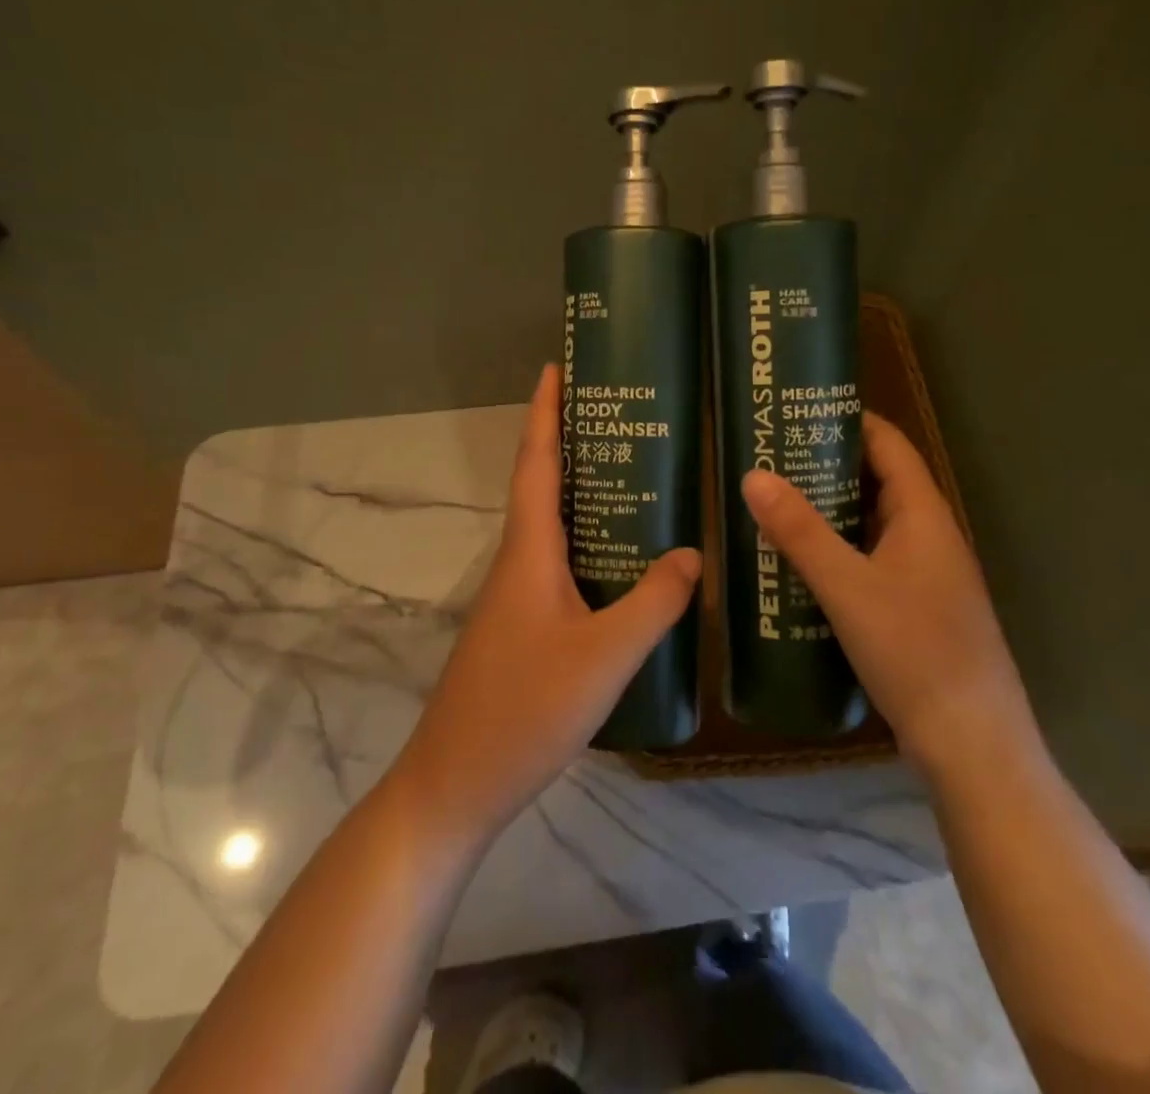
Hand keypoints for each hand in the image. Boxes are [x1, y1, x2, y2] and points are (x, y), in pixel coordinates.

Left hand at [394, 364, 700, 838]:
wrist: (456, 784)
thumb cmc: (524, 709)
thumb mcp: (604, 656)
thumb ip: (653, 603)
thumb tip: (693, 553)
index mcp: (529, 551)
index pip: (535, 462)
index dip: (545, 411)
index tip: (557, 366)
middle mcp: (518, 562)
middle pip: (543, 484)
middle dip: (572, 440)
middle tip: (622, 414)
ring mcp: (516, 596)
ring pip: (552, 526)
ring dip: (582, 491)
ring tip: (636, 473)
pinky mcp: (523, 626)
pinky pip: (560, 563)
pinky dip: (588, 541)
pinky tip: (624, 560)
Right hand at [742, 413, 1035, 772]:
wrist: (971, 744)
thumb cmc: (914, 650)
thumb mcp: (847, 586)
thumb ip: (800, 531)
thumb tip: (753, 474)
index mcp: (924, 516)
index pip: (889, 445)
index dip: (850, 421)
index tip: (800, 411)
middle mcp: (930, 537)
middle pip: (879, 482)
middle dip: (829, 465)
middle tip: (772, 458)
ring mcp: (926, 576)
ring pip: (873, 524)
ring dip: (831, 510)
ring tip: (776, 502)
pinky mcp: (916, 609)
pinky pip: (872, 560)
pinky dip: (839, 549)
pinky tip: (801, 564)